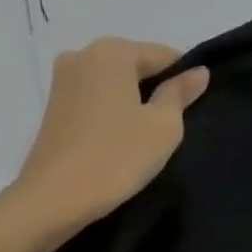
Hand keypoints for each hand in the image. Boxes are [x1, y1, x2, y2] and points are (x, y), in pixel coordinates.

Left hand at [13, 37, 208, 230]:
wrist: (52, 199)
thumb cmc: (116, 157)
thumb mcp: (163, 126)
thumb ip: (180, 93)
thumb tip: (198, 71)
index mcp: (112, 51)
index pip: (164, 55)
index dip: (183, 80)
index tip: (192, 110)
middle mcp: (83, 54)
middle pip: (135, 65)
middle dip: (155, 89)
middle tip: (169, 128)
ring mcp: (62, 80)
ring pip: (114, 83)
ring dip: (132, 102)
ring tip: (144, 137)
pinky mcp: (52, 106)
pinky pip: (94, 99)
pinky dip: (111, 112)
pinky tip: (119, 140)